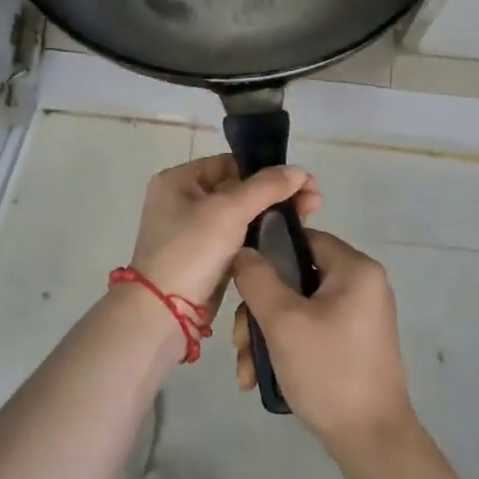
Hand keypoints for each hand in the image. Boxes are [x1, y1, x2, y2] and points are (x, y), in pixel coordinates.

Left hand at [128, 155, 321, 315]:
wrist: (164, 314)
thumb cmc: (191, 251)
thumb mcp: (229, 211)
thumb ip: (266, 187)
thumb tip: (299, 171)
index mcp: (179, 180)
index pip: (232, 164)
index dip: (268, 171)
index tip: (304, 183)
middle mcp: (183, 201)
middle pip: (239, 188)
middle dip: (276, 194)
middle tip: (314, 203)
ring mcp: (193, 231)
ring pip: (241, 215)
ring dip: (272, 215)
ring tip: (308, 219)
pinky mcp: (204, 258)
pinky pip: (237, 238)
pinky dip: (260, 236)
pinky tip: (286, 238)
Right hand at [231, 230, 412, 450]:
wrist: (371, 440)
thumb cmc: (328, 371)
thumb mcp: (284, 321)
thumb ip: (257, 279)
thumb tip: (243, 251)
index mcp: (355, 268)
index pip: (303, 238)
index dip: (266, 253)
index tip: (239, 281)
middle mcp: (361, 285)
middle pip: (295, 278)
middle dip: (259, 311)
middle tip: (241, 343)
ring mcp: (357, 316)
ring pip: (297, 308)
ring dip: (265, 335)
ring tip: (247, 370)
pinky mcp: (351, 342)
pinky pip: (310, 329)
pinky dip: (285, 348)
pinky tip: (260, 377)